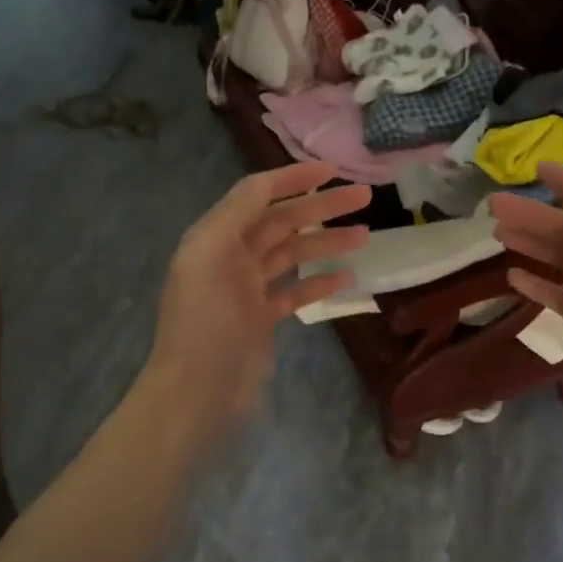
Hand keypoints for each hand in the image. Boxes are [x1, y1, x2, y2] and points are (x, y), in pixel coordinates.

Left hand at [143, 162, 370, 442]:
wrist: (197, 391)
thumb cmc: (204, 320)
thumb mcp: (210, 253)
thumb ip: (237, 212)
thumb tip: (268, 184)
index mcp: (215, 236)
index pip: (258, 193)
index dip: (294, 178)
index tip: (333, 171)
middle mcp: (230, 256)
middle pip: (282, 221)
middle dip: (322, 207)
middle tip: (365, 197)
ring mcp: (247, 289)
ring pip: (293, 255)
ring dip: (328, 242)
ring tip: (366, 235)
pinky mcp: (261, 319)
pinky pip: (295, 292)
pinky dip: (319, 282)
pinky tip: (347, 277)